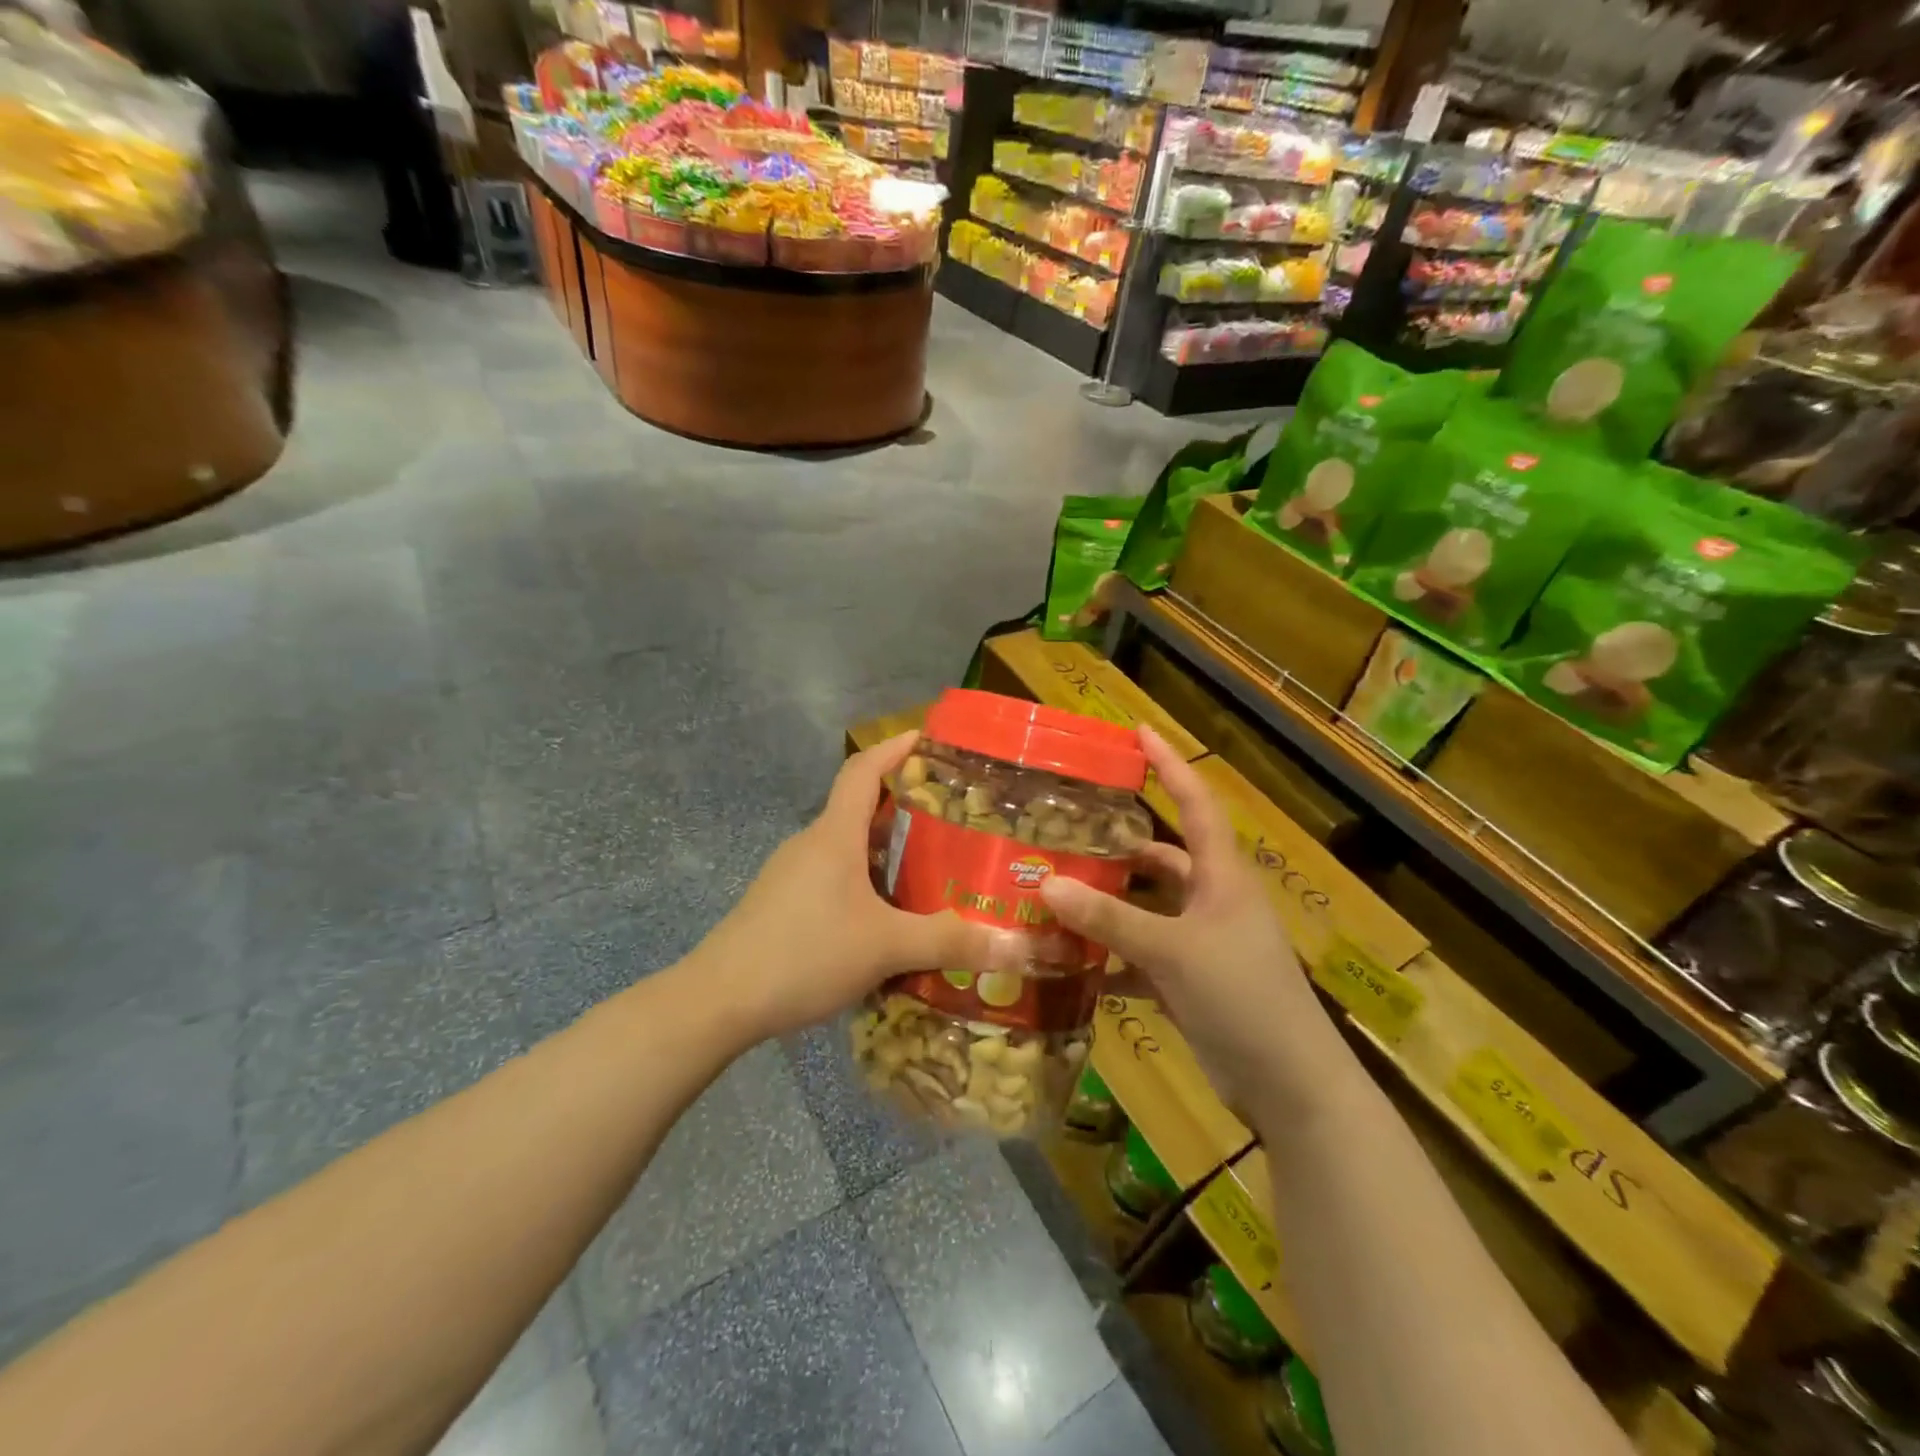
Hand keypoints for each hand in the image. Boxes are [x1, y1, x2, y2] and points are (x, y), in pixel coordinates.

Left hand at [694, 732, 1000, 1041]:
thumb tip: (1013, 945)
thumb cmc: (804, 954)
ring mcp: (791, 875)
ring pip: (846, 848)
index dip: (894, 748)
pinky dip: (864, 882)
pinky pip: (832, 877)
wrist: (719, 1001)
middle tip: (951, 821)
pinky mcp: (781, 905)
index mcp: (834, 836)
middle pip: (859, 809)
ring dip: (884, 851)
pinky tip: (885, 917)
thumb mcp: (885, 947)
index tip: (927, 739)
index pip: (863, 770)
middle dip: (904, 808)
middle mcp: (811, 845)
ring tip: (928, 869)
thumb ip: (947, 941)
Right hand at [1039, 728, 1337, 1112]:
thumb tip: (1048, 885)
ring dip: (1109, 905)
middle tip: (1067, 831)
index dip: (1170, 765)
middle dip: (1119, 845)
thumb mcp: (1173, 952)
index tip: (1139, 731)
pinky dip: (1112, 957)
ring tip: (1057, 894)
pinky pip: (1142, 956)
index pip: (1195, 803)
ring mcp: (1202, 943)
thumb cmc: (1242, 998)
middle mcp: (1212, 901)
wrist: (1289, 1086)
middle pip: (1162, 857)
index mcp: (1222, 876)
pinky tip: (1071, 962)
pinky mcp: (1190, 982)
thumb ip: (1111, 919)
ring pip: (1148, 908)